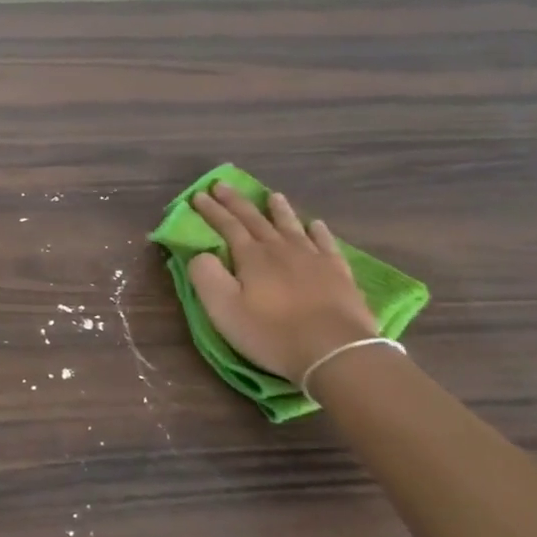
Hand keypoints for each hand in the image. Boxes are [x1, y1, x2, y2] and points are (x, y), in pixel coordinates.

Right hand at [188, 183, 376, 382]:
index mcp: (252, 257)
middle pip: (256, 220)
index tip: (198, 195)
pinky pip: (325, 243)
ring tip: (272, 195)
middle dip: (237, 202)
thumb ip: (206, 277)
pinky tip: (315, 225)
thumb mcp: (224, 310)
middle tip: (223, 185)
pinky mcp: (338, 273)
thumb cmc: (272, 333)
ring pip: (291, 225)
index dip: (211, 210)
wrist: (335, 351)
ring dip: (278, 210)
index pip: (227, 226)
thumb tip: (201, 254)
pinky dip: (317, 231)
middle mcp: (281, 249)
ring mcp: (313, 258)